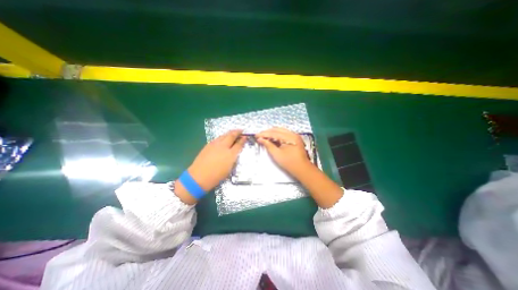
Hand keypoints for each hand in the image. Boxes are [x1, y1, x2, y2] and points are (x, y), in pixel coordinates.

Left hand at [185, 130, 245, 190]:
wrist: (199, 177)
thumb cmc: (216, 176)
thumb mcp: (229, 169)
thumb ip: (233, 159)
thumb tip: (235, 153)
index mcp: (230, 155)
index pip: (239, 144)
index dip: (243, 140)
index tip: (245, 136)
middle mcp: (223, 147)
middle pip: (232, 136)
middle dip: (237, 132)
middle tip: (241, 130)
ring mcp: (215, 145)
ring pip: (224, 135)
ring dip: (230, 133)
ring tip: (233, 132)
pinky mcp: (208, 145)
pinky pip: (217, 138)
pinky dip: (223, 136)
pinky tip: (223, 138)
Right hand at [256, 128, 313, 177]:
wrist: (302, 168)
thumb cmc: (289, 162)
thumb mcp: (276, 154)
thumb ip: (268, 145)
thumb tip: (260, 139)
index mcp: (289, 137)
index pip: (273, 133)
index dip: (264, 134)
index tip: (256, 135)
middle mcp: (292, 134)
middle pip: (277, 129)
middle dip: (267, 132)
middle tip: (259, 135)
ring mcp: (295, 136)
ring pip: (281, 130)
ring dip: (272, 133)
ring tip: (264, 136)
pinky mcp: (295, 139)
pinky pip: (284, 134)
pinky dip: (277, 135)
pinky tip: (272, 138)